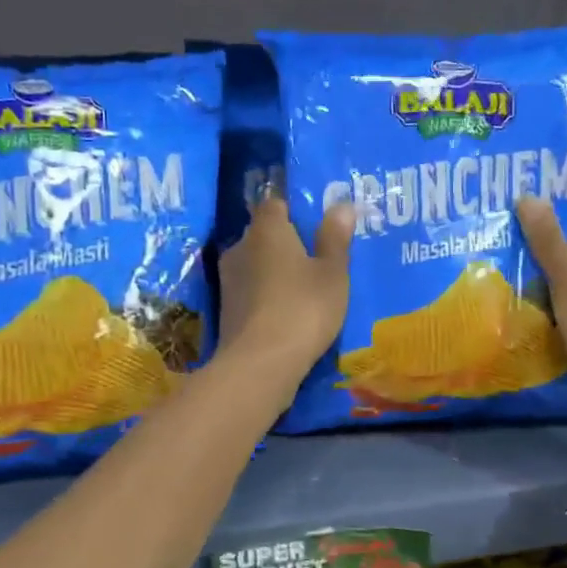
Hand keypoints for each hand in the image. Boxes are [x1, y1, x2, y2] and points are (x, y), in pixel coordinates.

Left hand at [217, 195, 354, 384]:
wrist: (260, 363)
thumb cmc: (303, 308)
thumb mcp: (332, 273)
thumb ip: (335, 238)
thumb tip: (341, 205)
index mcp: (267, 229)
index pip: (275, 204)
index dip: (294, 210)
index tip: (315, 225)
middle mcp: (240, 246)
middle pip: (263, 234)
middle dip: (285, 242)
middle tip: (314, 257)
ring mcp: (228, 279)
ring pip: (255, 264)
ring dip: (274, 271)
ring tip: (303, 287)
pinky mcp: (225, 309)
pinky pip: (250, 291)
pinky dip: (266, 295)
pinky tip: (285, 311)